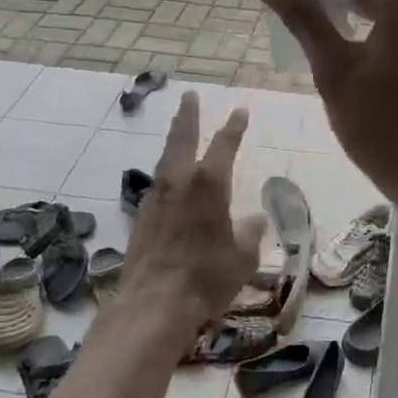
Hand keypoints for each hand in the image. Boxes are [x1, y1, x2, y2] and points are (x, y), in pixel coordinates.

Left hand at [122, 94, 261, 337]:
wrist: (154, 302)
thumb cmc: (207, 276)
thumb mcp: (243, 257)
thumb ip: (250, 234)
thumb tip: (255, 221)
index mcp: (210, 184)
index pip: (224, 145)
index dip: (234, 127)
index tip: (241, 111)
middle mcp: (180, 181)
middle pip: (183, 138)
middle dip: (189, 115)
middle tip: (190, 96)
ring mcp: (156, 197)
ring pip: (165, 157)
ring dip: (174, 139)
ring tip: (179, 130)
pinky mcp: (142, 216)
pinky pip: (157, 181)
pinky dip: (166, 168)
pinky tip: (169, 177)